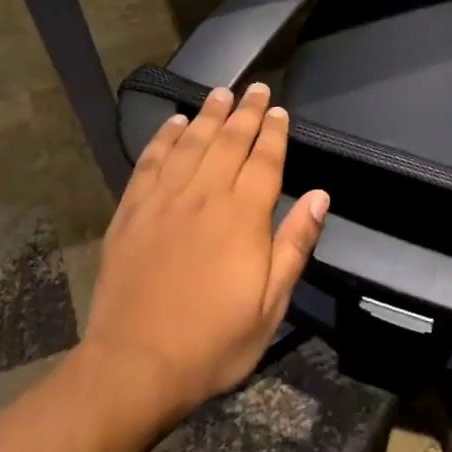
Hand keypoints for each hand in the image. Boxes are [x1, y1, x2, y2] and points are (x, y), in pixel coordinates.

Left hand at [80, 82, 328, 423]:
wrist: (136, 363)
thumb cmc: (214, 341)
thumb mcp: (271, 305)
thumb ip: (294, 245)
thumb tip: (320, 196)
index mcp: (243, 217)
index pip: (264, 160)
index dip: (273, 133)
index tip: (279, 111)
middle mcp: (204, 196)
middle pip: (229, 142)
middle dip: (245, 112)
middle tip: (255, 88)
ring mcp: (164, 200)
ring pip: (191, 143)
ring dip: (208, 115)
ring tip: (220, 94)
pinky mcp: (132, 211)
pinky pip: (151, 162)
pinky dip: (164, 138)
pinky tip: (173, 123)